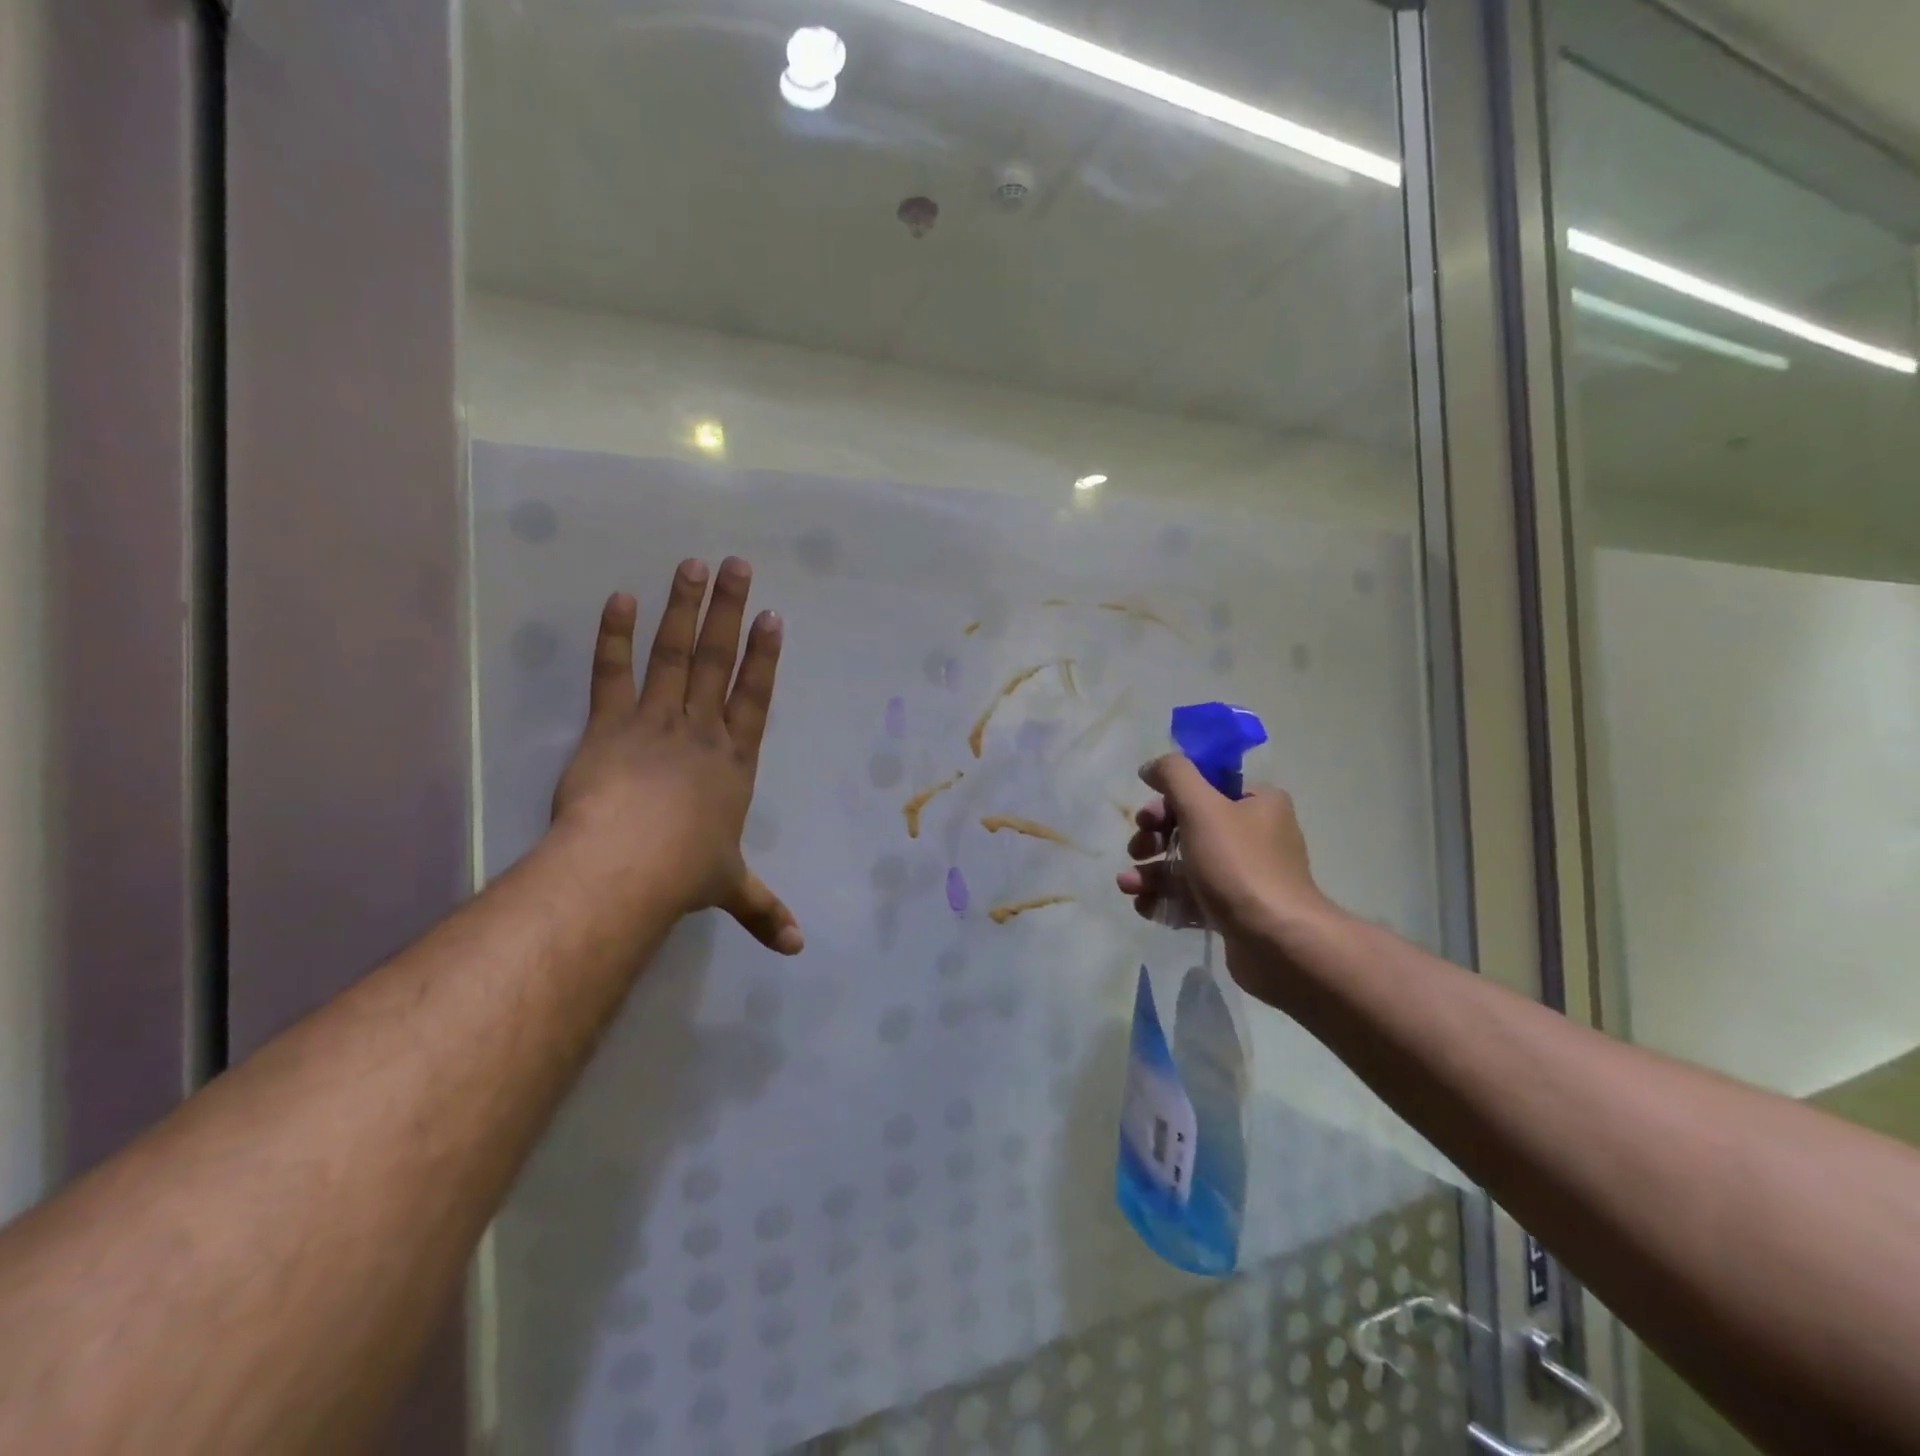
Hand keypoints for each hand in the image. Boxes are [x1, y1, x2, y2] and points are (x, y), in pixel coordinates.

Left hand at [551, 557, 802, 954]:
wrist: (625, 868)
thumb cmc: (685, 873)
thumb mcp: (731, 888)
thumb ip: (764, 910)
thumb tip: (796, 949)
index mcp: (734, 761)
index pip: (755, 697)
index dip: (765, 657)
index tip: (772, 617)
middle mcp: (701, 731)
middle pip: (720, 661)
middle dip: (731, 611)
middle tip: (737, 565)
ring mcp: (655, 722)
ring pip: (675, 655)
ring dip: (685, 609)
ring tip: (692, 565)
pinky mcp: (609, 726)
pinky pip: (613, 674)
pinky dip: (615, 636)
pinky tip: (619, 599)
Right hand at [1117, 756, 1329, 998]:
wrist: (1276, 942)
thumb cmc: (1238, 865)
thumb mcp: (1201, 807)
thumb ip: (1174, 775)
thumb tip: (1152, 766)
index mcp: (1257, 803)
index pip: (1205, 788)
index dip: (1168, 801)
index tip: (1145, 819)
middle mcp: (1256, 835)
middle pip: (1190, 827)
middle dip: (1153, 840)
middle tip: (1136, 850)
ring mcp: (1246, 876)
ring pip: (1187, 865)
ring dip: (1152, 872)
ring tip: (1128, 886)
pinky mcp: (1236, 911)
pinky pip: (1194, 897)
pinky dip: (1166, 899)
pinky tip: (1143, 907)